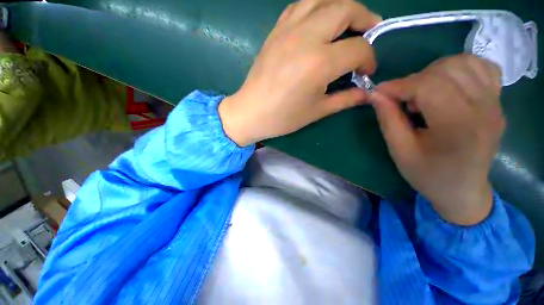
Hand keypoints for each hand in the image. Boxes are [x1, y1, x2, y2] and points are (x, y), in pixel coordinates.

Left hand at [219, 0, 381, 146]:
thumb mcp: (318, 111)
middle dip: (365, 19)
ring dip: (342, 7)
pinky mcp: (276, 31)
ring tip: (347, 24)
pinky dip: (317, 7)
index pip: (358, 48)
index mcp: (320, 62)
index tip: (366, 72)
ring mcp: (288, 29)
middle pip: (346, 8)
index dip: (369, 59)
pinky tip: (319, 23)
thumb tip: (367, 92)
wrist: (251, 112)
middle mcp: (307, 37)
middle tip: (369, 34)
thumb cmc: (284, 117)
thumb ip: (346, 99)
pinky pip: (301, 5)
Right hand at [372, 54, 504, 224]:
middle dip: (414, 80)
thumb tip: (376, 94)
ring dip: (435, 72)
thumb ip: (388, 120)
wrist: (463, 190)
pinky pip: (482, 67)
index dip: (399, 85)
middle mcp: (484, 109)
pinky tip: (448, 85)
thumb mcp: (400, 151)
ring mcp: (496, 103)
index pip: (428, 87)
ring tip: (424, 93)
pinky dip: (460, 68)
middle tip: (403, 100)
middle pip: (446, 70)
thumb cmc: (428, 174)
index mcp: (458, 127)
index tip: (379, 93)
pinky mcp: (498, 101)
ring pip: (464, 62)